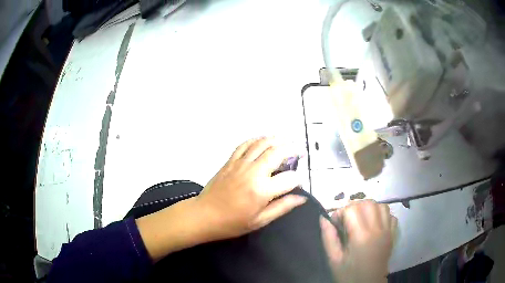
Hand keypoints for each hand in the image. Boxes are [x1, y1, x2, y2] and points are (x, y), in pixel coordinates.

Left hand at [196, 137, 306, 240]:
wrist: (204, 215)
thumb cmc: (232, 223)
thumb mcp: (260, 220)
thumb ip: (282, 207)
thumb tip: (302, 198)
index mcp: (262, 190)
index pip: (289, 179)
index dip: (298, 179)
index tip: (299, 183)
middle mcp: (253, 172)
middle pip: (277, 153)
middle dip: (292, 149)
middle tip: (299, 151)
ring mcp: (240, 164)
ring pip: (262, 144)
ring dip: (276, 140)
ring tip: (285, 140)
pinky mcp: (230, 161)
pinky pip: (245, 145)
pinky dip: (256, 140)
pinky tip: (263, 140)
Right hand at [320, 200, 396, 282]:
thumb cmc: (349, 275)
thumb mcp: (334, 259)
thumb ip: (328, 238)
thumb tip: (323, 218)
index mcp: (361, 236)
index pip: (352, 209)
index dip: (340, 212)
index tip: (335, 223)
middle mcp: (377, 230)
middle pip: (368, 203)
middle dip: (354, 207)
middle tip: (347, 219)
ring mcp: (388, 231)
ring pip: (382, 206)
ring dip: (370, 208)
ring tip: (361, 219)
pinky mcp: (393, 235)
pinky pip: (390, 216)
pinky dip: (382, 215)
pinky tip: (374, 224)